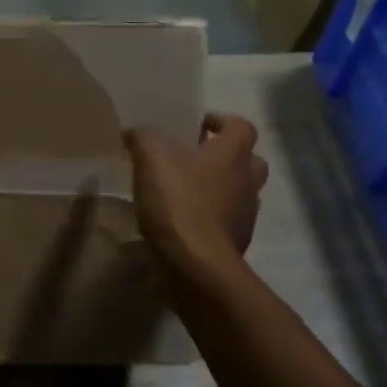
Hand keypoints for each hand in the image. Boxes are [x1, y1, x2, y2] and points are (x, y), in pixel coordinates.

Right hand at [125, 112, 269, 274]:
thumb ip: (143, 138)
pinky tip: (183, 222)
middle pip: (250, 160)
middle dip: (226, 157)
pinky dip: (211, 218)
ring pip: (240, 193)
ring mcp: (245, 215)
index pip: (242, 126)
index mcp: (232, 154)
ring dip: (220, 189)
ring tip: (186, 192)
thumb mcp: (151, 159)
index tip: (197, 126)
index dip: (221, 121)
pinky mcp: (236, 243)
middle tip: (196, 159)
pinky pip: (227, 222)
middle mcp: (247, 181)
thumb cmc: (179, 202)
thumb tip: (135, 132)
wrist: (197, 265)